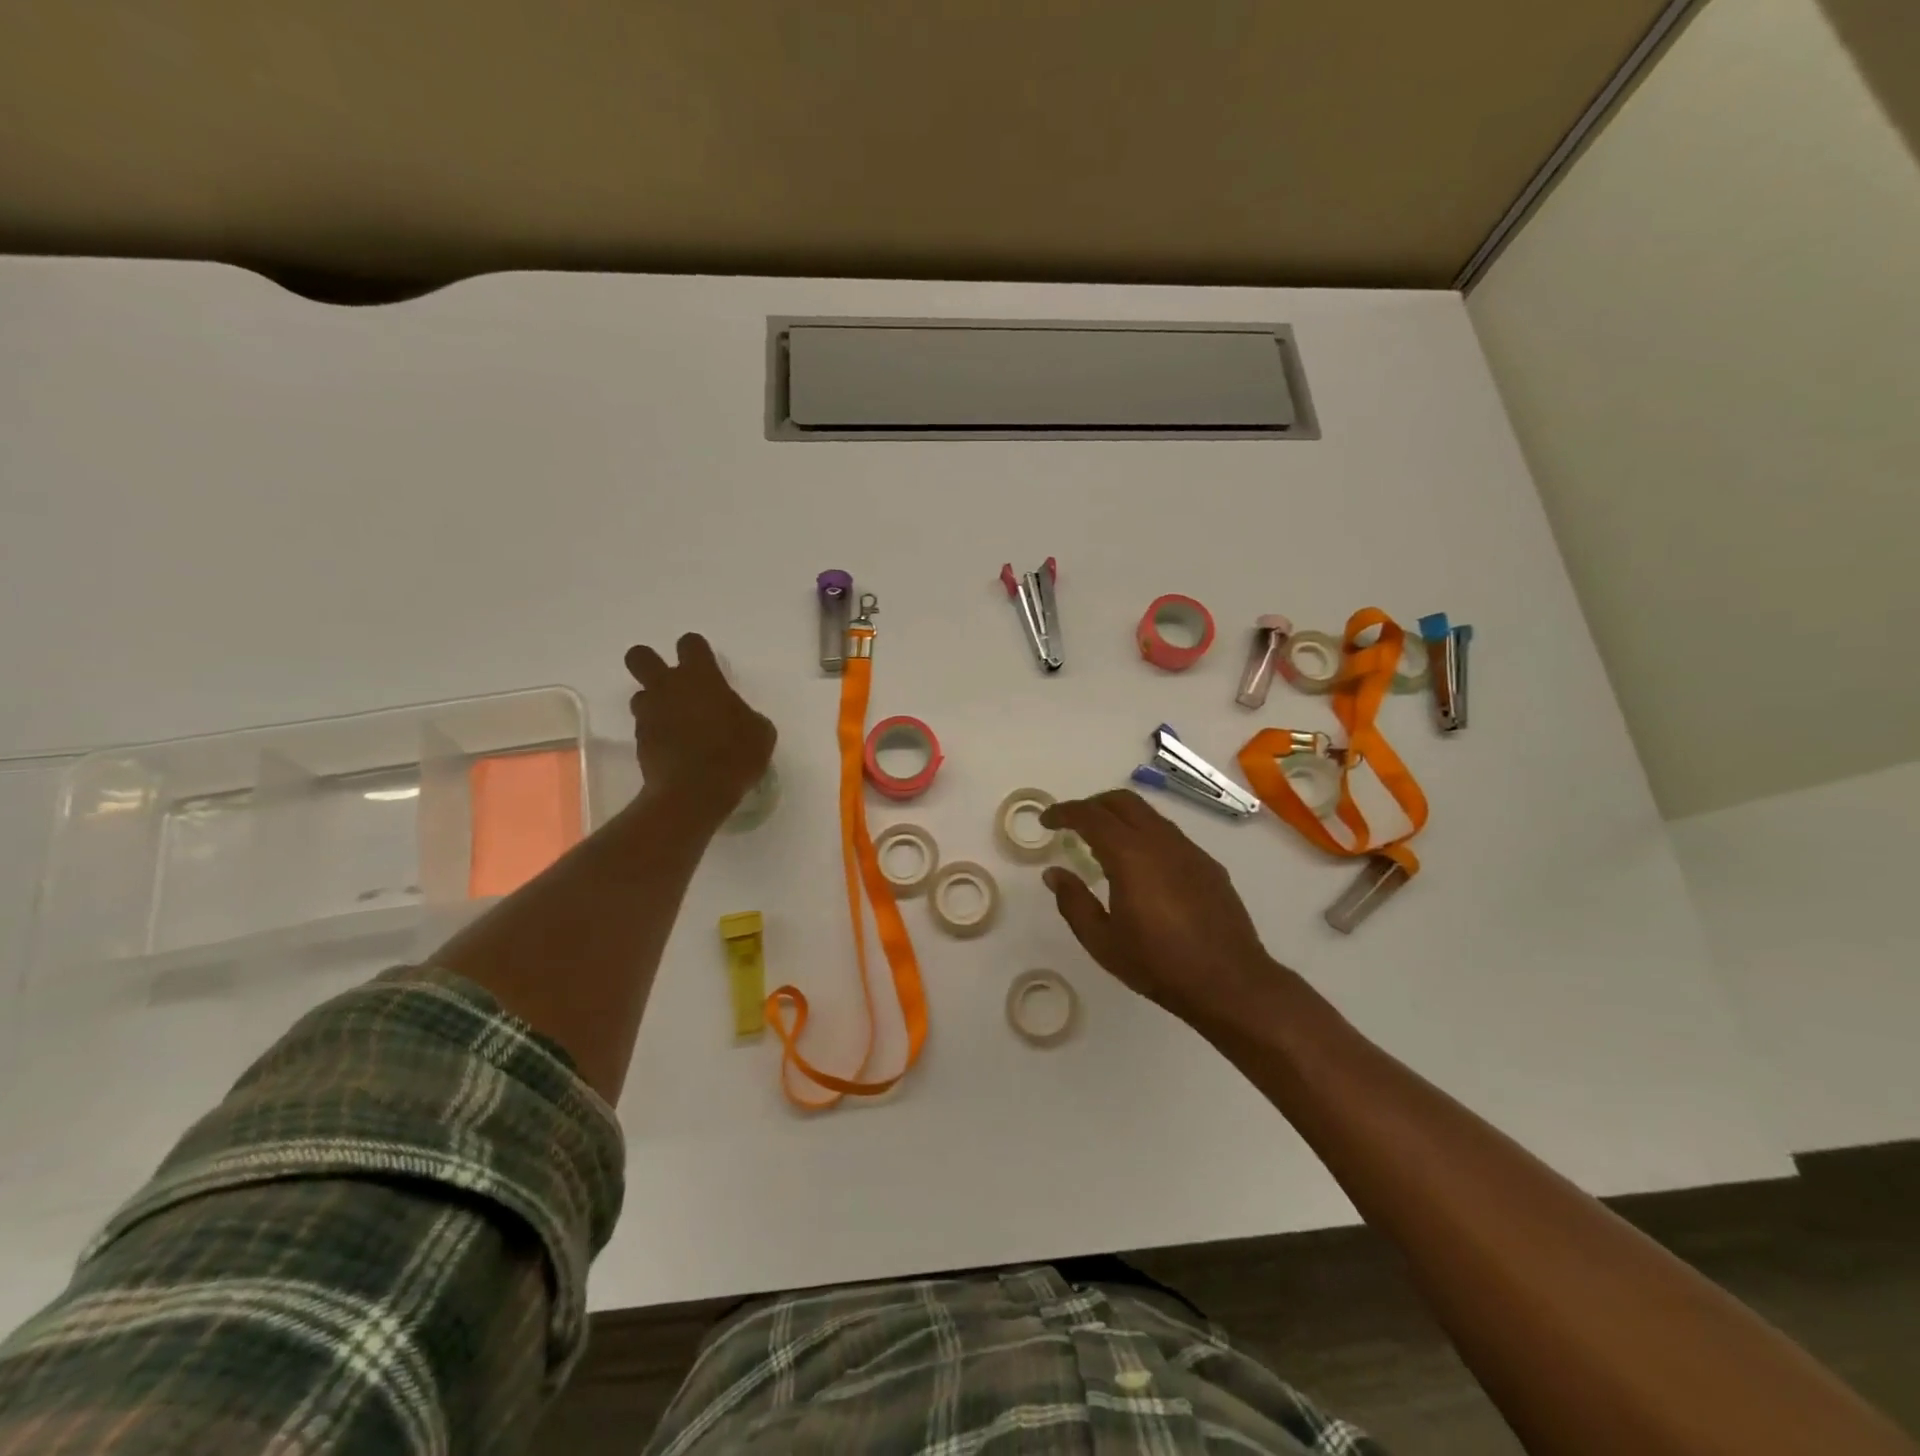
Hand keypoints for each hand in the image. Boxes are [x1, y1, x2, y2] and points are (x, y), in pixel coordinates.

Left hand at [624, 633, 775, 827]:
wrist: (695, 792)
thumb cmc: (735, 755)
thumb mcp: (761, 732)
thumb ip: (745, 715)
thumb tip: (738, 718)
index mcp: (701, 677)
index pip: (690, 644)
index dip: (698, 652)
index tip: (708, 667)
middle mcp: (668, 687)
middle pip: (640, 656)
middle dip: (650, 663)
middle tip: (672, 683)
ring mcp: (649, 714)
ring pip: (641, 695)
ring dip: (655, 704)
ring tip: (677, 724)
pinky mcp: (639, 741)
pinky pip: (645, 727)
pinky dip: (657, 734)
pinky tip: (676, 750)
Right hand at [1040, 789, 1279, 1032]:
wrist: (1230, 982)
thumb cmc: (1158, 964)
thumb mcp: (1102, 941)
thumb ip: (1073, 902)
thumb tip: (1054, 874)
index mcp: (1130, 855)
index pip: (1090, 816)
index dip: (1064, 812)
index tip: (1046, 821)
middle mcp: (1161, 841)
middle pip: (1122, 801)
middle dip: (1092, 804)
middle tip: (1073, 824)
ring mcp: (1189, 850)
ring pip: (1149, 815)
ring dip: (1121, 818)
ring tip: (1104, 843)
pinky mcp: (1207, 864)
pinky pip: (1169, 835)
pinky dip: (1145, 835)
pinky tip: (1141, 867)